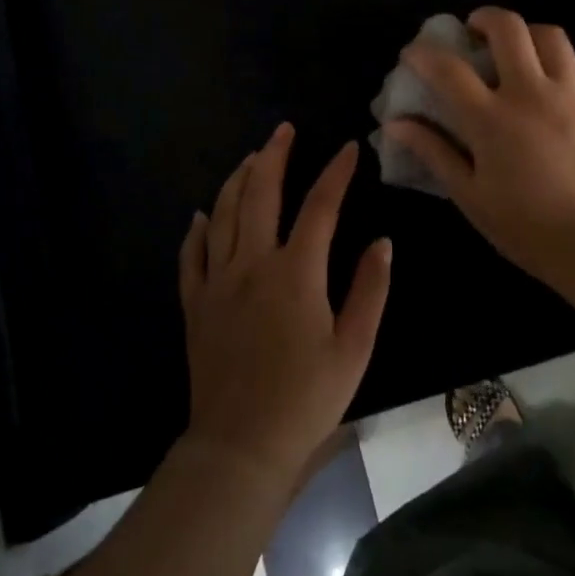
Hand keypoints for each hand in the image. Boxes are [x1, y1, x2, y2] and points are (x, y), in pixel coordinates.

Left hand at [178, 124, 390, 489]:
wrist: (240, 445)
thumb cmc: (306, 398)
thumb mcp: (354, 348)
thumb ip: (370, 290)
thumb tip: (382, 242)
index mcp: (296, 273)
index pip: (320, 207)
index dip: (336, 173)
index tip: (350, 147)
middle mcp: (252, 265)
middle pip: (260, 195)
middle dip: (274, 156)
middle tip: (284, 130)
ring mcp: (218, 282)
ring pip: (222, 215)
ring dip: (236, 180)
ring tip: (251, 157)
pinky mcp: (196, 304)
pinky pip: (191, 256)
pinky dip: (197, 230)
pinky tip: (201, 215)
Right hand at [382, 7, 574, 286]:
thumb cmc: (525, 227)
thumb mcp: (469, 195)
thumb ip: (433, 152)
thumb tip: (395, 125)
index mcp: (491, 119)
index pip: (448, 69)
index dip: (423, 54)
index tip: (413, 54)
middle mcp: (530, 93)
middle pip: (508, 29)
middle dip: (485, 18)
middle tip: (474, 32)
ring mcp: (572, 95)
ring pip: (553, 37)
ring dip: (529, 34)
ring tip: (520, 50)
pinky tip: (565, 78)